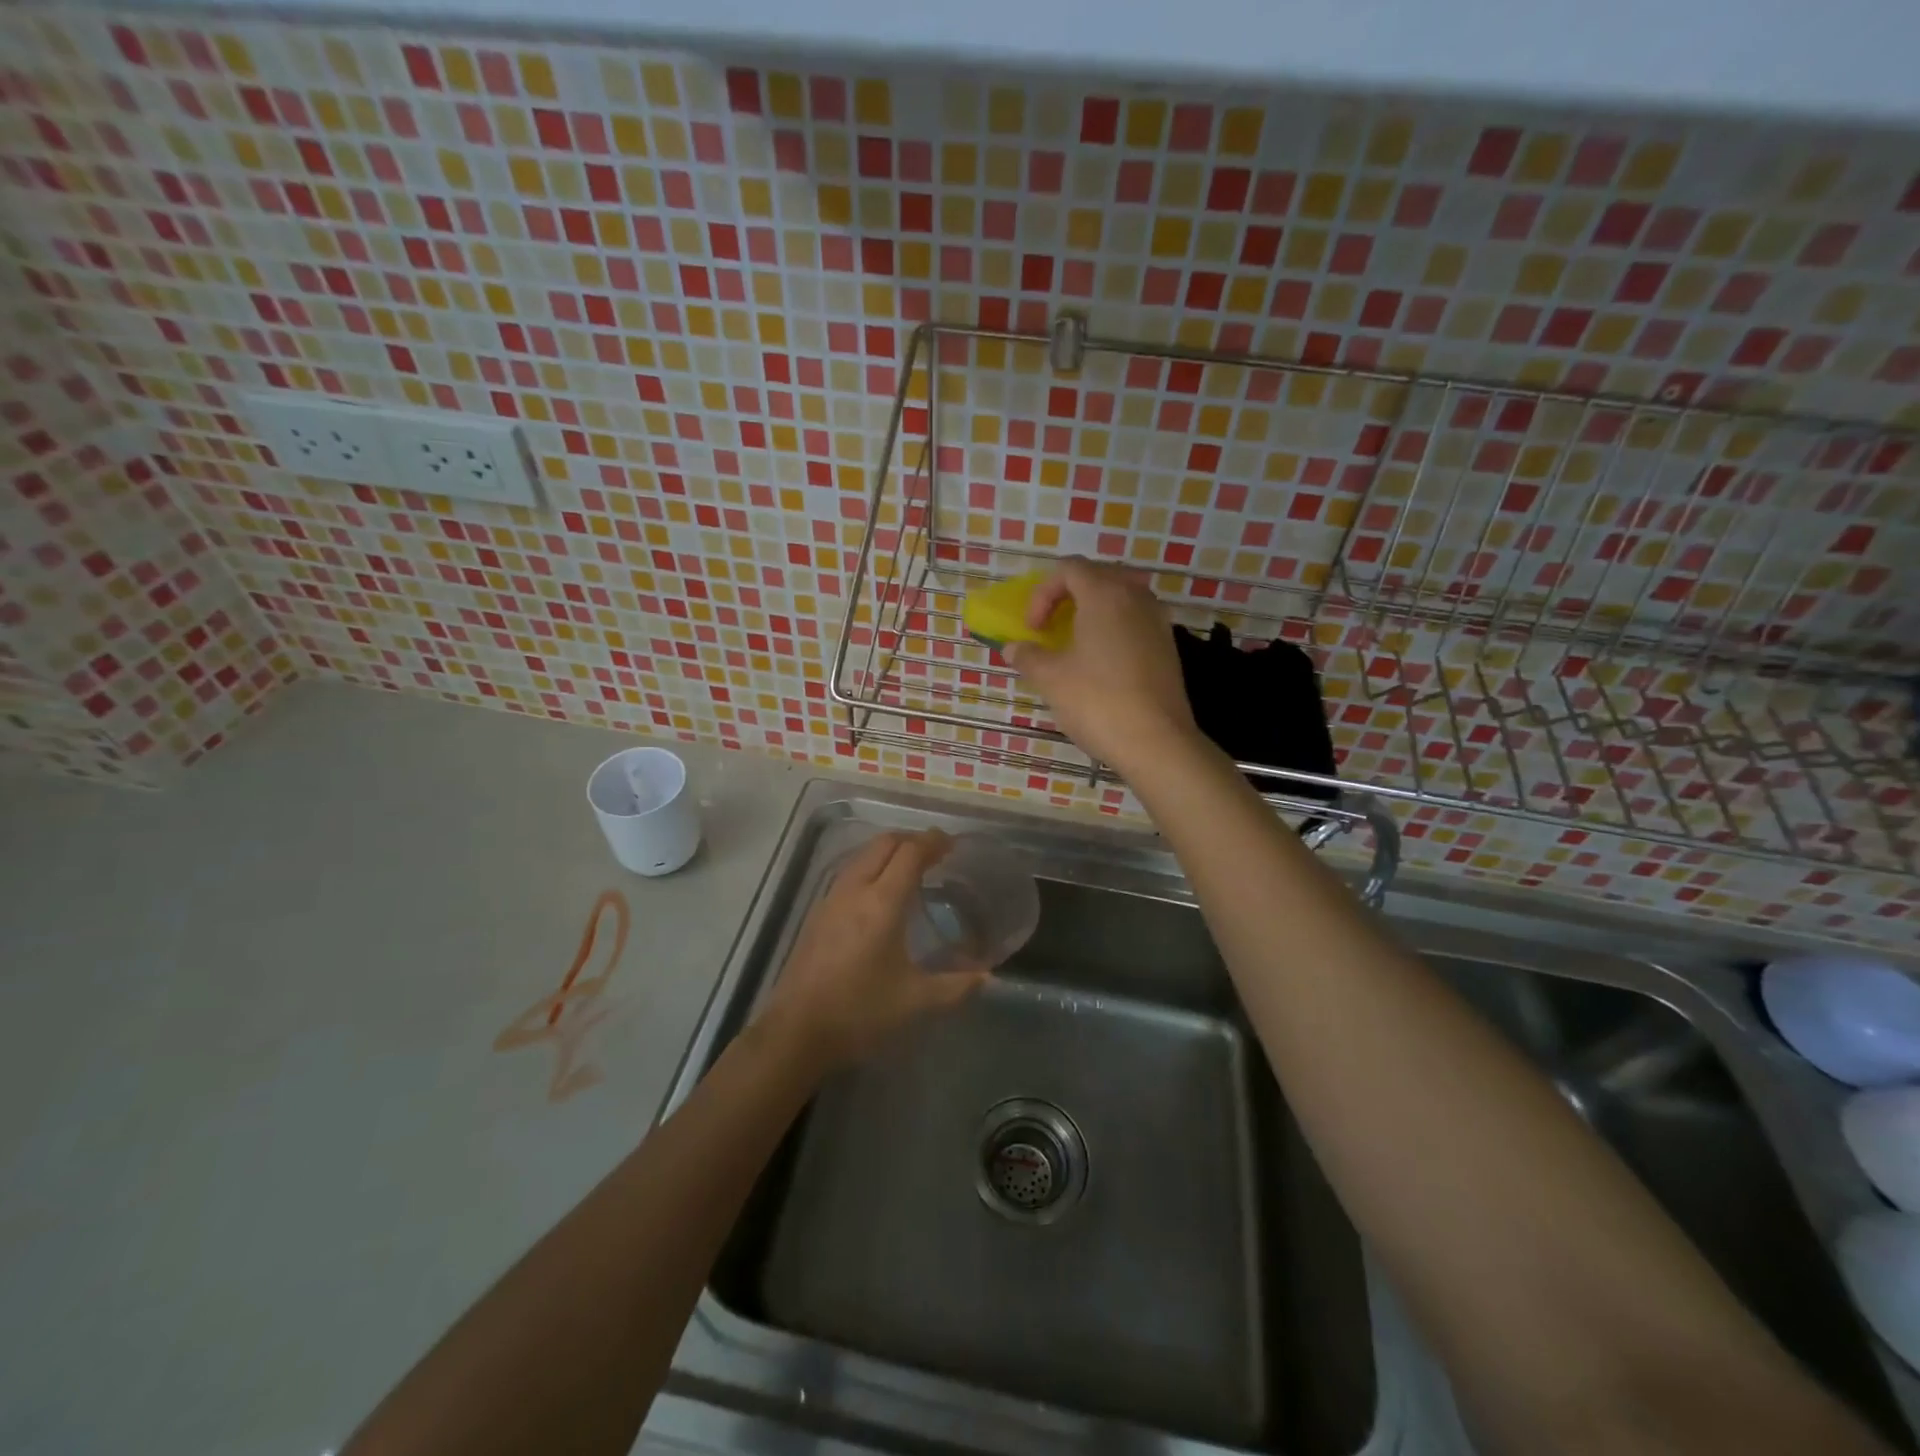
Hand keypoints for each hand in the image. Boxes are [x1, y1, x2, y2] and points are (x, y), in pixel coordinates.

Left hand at [760, 830, 988, 1070]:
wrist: (796, 1031)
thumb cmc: (859, 1012)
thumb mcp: (915, 1002)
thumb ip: (955, 986)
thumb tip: (987, 977)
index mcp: (882, 903)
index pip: (910, 853)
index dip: (932, 842)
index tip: (952, 844)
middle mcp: (855, 890)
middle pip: (884, 844)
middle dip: (912, 839)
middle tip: (936, 852)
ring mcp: (831, 899)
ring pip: (863, 855)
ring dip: (889, 851)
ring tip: (911, 867)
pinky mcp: (818, 913)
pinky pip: (850, 872)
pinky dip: (871, 866)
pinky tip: (881, 893)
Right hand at [1004, 557, 1199, 775]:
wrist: (1156, 742)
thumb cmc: (1097, 701)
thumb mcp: (1051, 679)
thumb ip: (1028, 656)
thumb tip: (1013, 647)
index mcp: (1105, 594)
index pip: (1069, 568)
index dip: (1042, 593)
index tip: (1033, 628)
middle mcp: (1136, 598)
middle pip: (1098, 577)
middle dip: (1068, 596)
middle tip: (1051, 626)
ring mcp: (1158, 621)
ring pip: (1121, 598)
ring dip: (1093, 611)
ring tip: (1075, 642)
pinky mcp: (1168, 647)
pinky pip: (1135, 621)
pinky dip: (1114, 629)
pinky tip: (1102, 663)